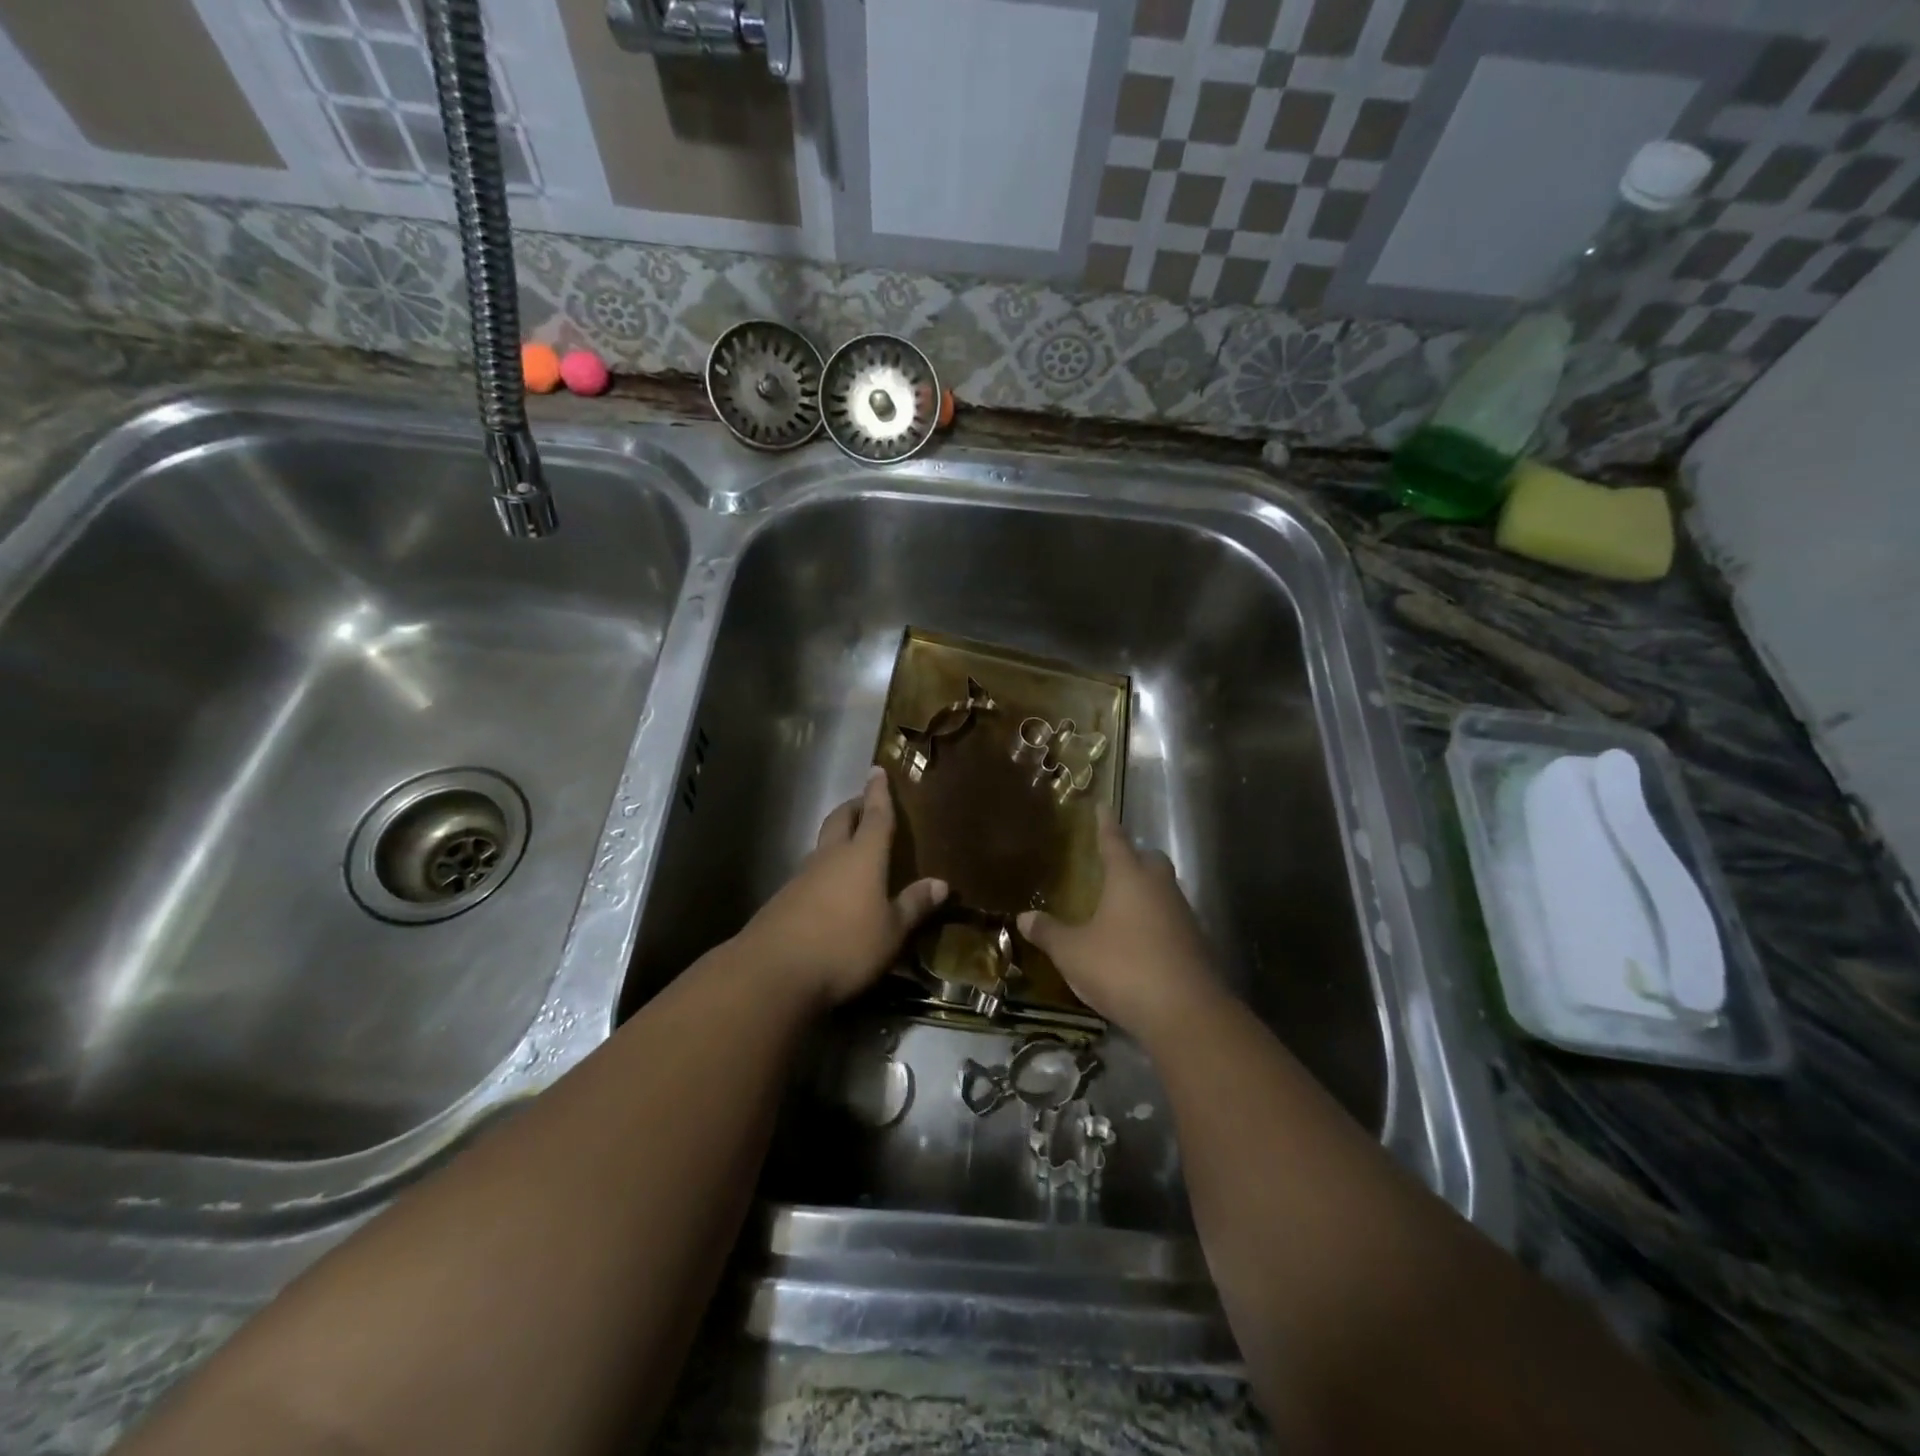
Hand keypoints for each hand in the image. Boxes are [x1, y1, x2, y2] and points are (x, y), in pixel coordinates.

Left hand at [734, 768, 946, 1009]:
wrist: (773, 972)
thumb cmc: (844, 946)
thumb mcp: (891, 932)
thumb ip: (914, 906)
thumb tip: (941, 884)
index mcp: (862, 856)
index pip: (876, 815)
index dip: (878, 792)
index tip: (876, 770)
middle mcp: (830, 857)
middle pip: (841, 820)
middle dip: (854, 807)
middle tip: (865, 803)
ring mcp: (802, 876)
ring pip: (822, 845)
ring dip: (837, 838)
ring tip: (852, 848)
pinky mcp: (784, 899)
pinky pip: (810, 873)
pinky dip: (824, 870)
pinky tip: (831, 890)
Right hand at [1017, 808, 1219, 1035]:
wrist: (1186, 1013)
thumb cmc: (1122, 968)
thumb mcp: (1073, 953)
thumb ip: (1049, 933)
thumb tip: (1024, 917)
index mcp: (1129, 878)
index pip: (1114, 840)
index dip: (1105, 823)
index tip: (1102, 805)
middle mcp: (1159, 888)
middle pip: (1150, 860)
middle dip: (1134, 857)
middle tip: (1113, 864)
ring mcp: (1183, 915)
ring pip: (1164, 890)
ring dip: (1147, 892)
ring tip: (1122, 906)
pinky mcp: (1196, 943)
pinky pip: (1173, 919)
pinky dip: (1157, 922)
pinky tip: (1140, 941)